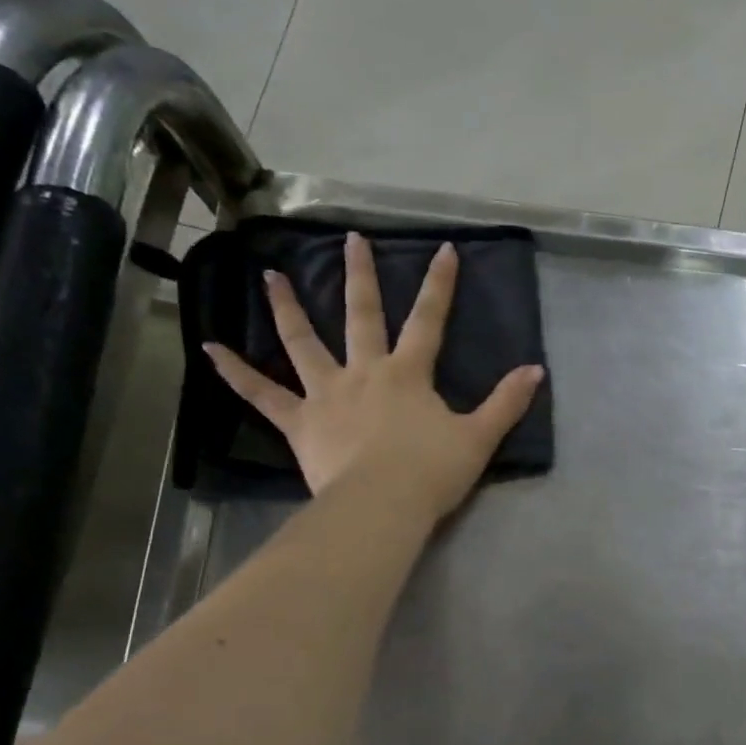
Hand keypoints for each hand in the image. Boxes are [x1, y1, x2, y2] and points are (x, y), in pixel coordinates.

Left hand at [203, 232, 544, 520]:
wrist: (382, 505)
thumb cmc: (431, 472)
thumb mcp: (479, 438)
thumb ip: (506, 403)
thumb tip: (536, 371)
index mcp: (408, 374)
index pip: (428, 320)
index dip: (439, 285)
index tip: (443, 250)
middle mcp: (364, 372)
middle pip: (361, 315)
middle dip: (360, 276)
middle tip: (350, 239)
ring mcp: (327, 394)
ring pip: (303, 342)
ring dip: (287, 307)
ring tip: (269, 276)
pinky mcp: (299, 423)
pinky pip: (262, 395)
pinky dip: (235, 372)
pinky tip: (209, 349)